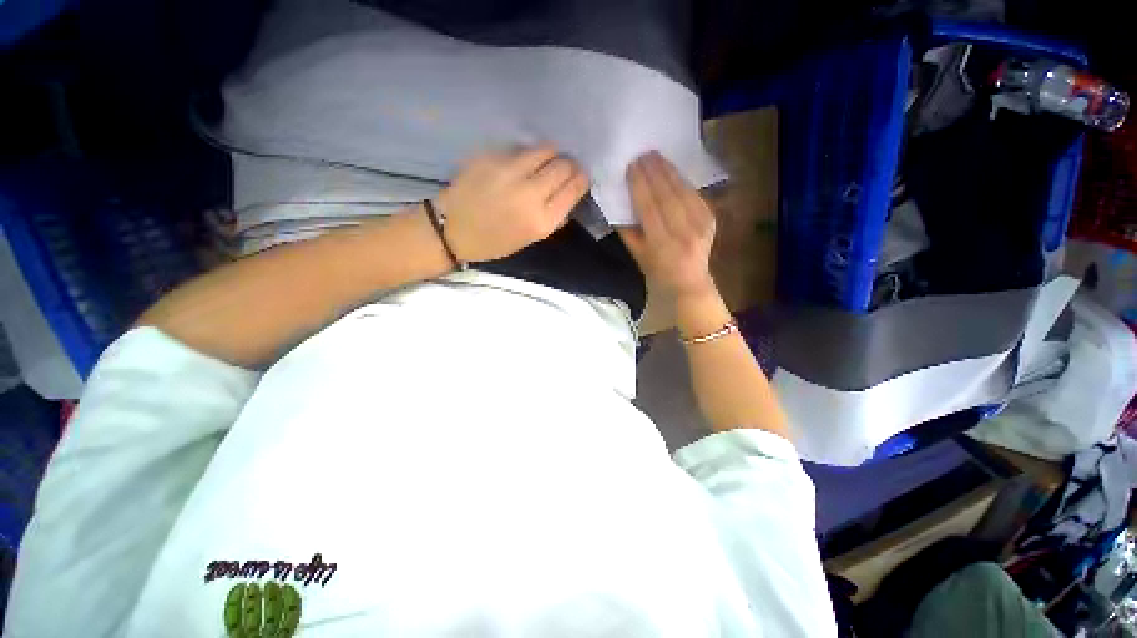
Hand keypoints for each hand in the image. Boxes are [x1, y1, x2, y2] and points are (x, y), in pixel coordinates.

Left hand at [437, 144, 589, 262]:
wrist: (453, 230)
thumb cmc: (495, 242)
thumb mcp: (531, 238)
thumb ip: (554, 217)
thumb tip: (569, 195)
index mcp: (541, 220)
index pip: (574, 188)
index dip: (581, 179)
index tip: (579, 178)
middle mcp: (529, 193)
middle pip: (563, 165)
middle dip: (569, 165)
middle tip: (565, 168)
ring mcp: (509, 171)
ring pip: (545, 149)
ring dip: (550, 154)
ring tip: (544, 162)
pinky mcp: (491, 157)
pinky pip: (521, 148)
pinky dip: (527, 154)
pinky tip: (521, 164)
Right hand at [618, 151, 715, 298]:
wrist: (689, 282)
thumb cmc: (657, 271)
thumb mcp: (637, 255)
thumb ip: (627, 230)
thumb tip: (620, 201)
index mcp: (662, 245)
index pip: (650, 208)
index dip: (640, 186)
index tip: (632, 167)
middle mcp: (684, 233)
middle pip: (668, 196)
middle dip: (655, 172)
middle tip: (644, 154)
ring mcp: (701, 225)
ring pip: (683, 191)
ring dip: (669, 171)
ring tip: (656, 156)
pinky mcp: (711, 219)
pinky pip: (694, 194)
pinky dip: (681, 180)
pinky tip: (671, 170)